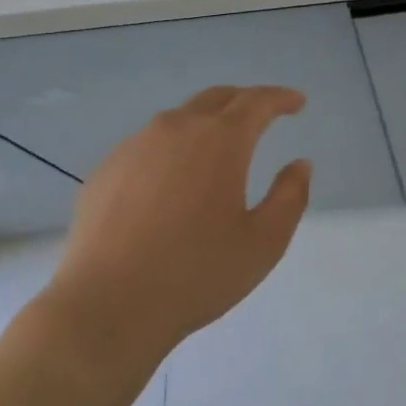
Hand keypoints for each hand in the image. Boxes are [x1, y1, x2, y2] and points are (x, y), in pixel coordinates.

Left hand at [43, 86, 312, 379]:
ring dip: (205, 124)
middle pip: (216, 99)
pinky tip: (171, 181)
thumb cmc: (196, 274)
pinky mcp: (105, 170)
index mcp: (220, 140)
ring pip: (178, 119)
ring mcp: (134, 146)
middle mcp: (176, 129)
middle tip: (262, 115)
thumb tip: (299, 165)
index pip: (257, 102)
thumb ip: (290, 197)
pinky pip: (147, 146)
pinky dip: (171, 150)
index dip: (281, 98)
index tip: (297, 102)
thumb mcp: (263, 243)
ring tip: (217, 149)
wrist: (107, 307)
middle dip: (244, 101)